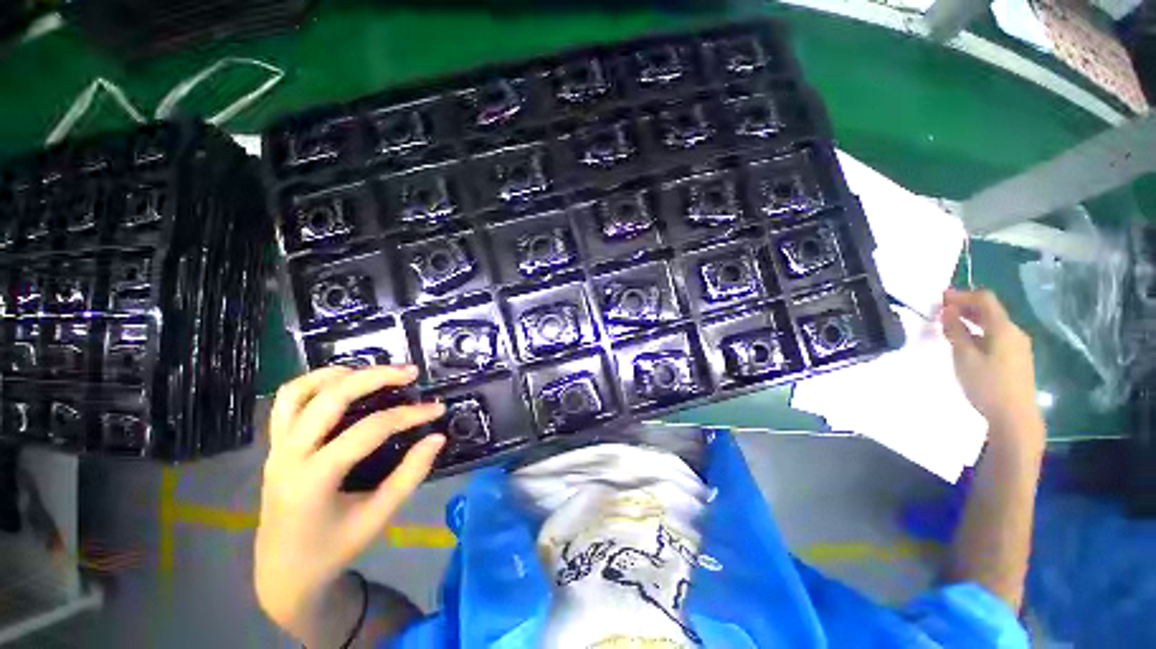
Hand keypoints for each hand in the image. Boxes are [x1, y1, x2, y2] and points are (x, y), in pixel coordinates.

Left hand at [254, 366, 444, 634]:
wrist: (283, 573)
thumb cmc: (333, 549)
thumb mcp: (378, 517)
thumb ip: (410, 475)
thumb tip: (437, 438)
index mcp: (314, 479)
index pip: (369, 430)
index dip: (408, 415)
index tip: (437, 409)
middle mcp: (289, 456)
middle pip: (331, 398)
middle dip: (375, 377)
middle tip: (410, 372)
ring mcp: (276, 448)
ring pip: (299, 392)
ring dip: (338, 374)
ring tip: (373, 370)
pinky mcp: (275, 446)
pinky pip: (287, 402)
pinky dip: (315, 383)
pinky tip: (342, 383)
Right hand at [940, 289, 1043, 451]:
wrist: (1015, 417)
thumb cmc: (987, 384)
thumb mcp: (964, 357)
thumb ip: (955, 331)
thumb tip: (947, 310)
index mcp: (1003, 328)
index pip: (984, 300)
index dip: (962, 295)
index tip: (940, 298)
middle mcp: (1014, 332)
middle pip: (990, 310)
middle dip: (966, 307)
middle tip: (941, 311)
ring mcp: (1018, 346)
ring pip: (993, 324)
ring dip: (972, 320)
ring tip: (950, 325)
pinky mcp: (1016, 359)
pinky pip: (996, 336)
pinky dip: (979, 332)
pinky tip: (967, 342)